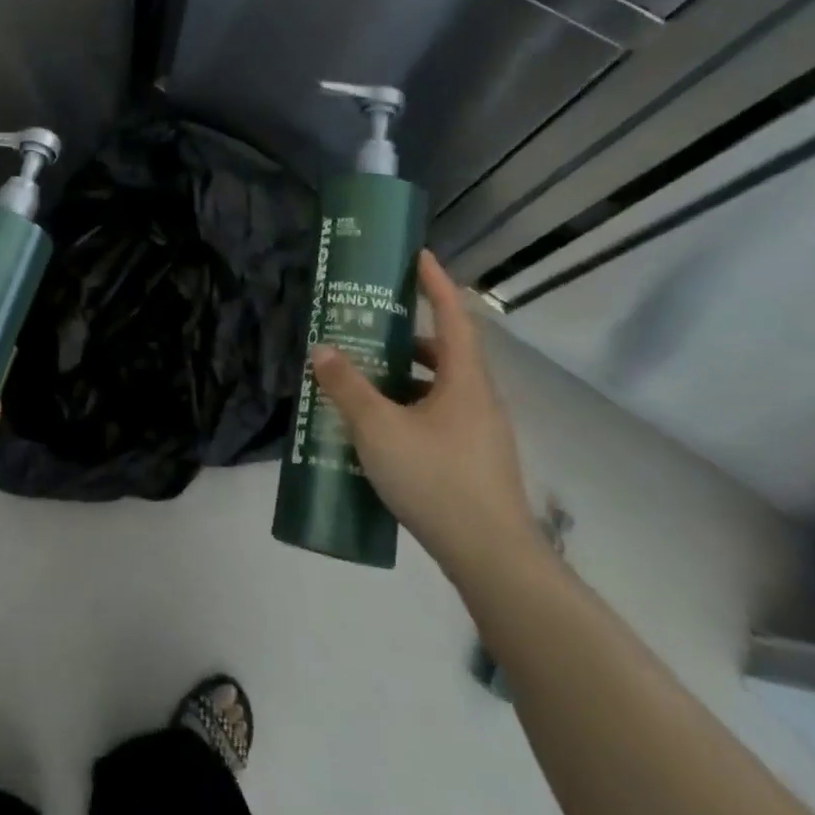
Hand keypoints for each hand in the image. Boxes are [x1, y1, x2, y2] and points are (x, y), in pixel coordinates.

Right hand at [312, 250, 537, 582]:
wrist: (492, 558)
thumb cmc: (436, 480)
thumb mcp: (379, 428)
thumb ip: (347, 387)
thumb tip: (322, 349)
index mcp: (464, 380)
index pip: (453, 316)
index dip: (435, 283)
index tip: (417, 256)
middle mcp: (479, 399)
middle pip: (445, 351)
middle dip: (407, 335)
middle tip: (369, 327)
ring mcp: (481, 432)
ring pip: (440, 387)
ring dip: (405, 376)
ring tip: (364, 378)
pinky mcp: (474, 460)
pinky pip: (439, 416)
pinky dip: (410, 408)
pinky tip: (380, 430)